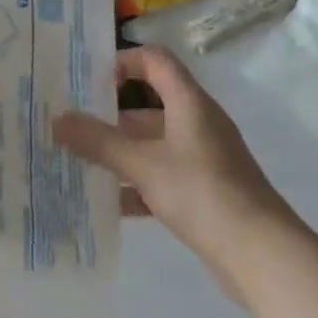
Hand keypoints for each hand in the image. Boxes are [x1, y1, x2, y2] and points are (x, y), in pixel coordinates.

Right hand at [53, 46, 297, 279]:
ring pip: (153, 145)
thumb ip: (97, 141)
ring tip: (79, 162)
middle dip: (110, 115)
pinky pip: (163, 177)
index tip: (91, 80)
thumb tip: (55, 120)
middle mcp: (198, 124)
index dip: (123, 61)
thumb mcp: (142, 164)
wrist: (262, 256)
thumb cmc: (201, 192)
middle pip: (149, 105)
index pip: (155, 60)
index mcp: (189, 103)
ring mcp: (204, 160)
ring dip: (119, 153)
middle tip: (72, 124)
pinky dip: (136, 185)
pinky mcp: (206, 193)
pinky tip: (107, 202)